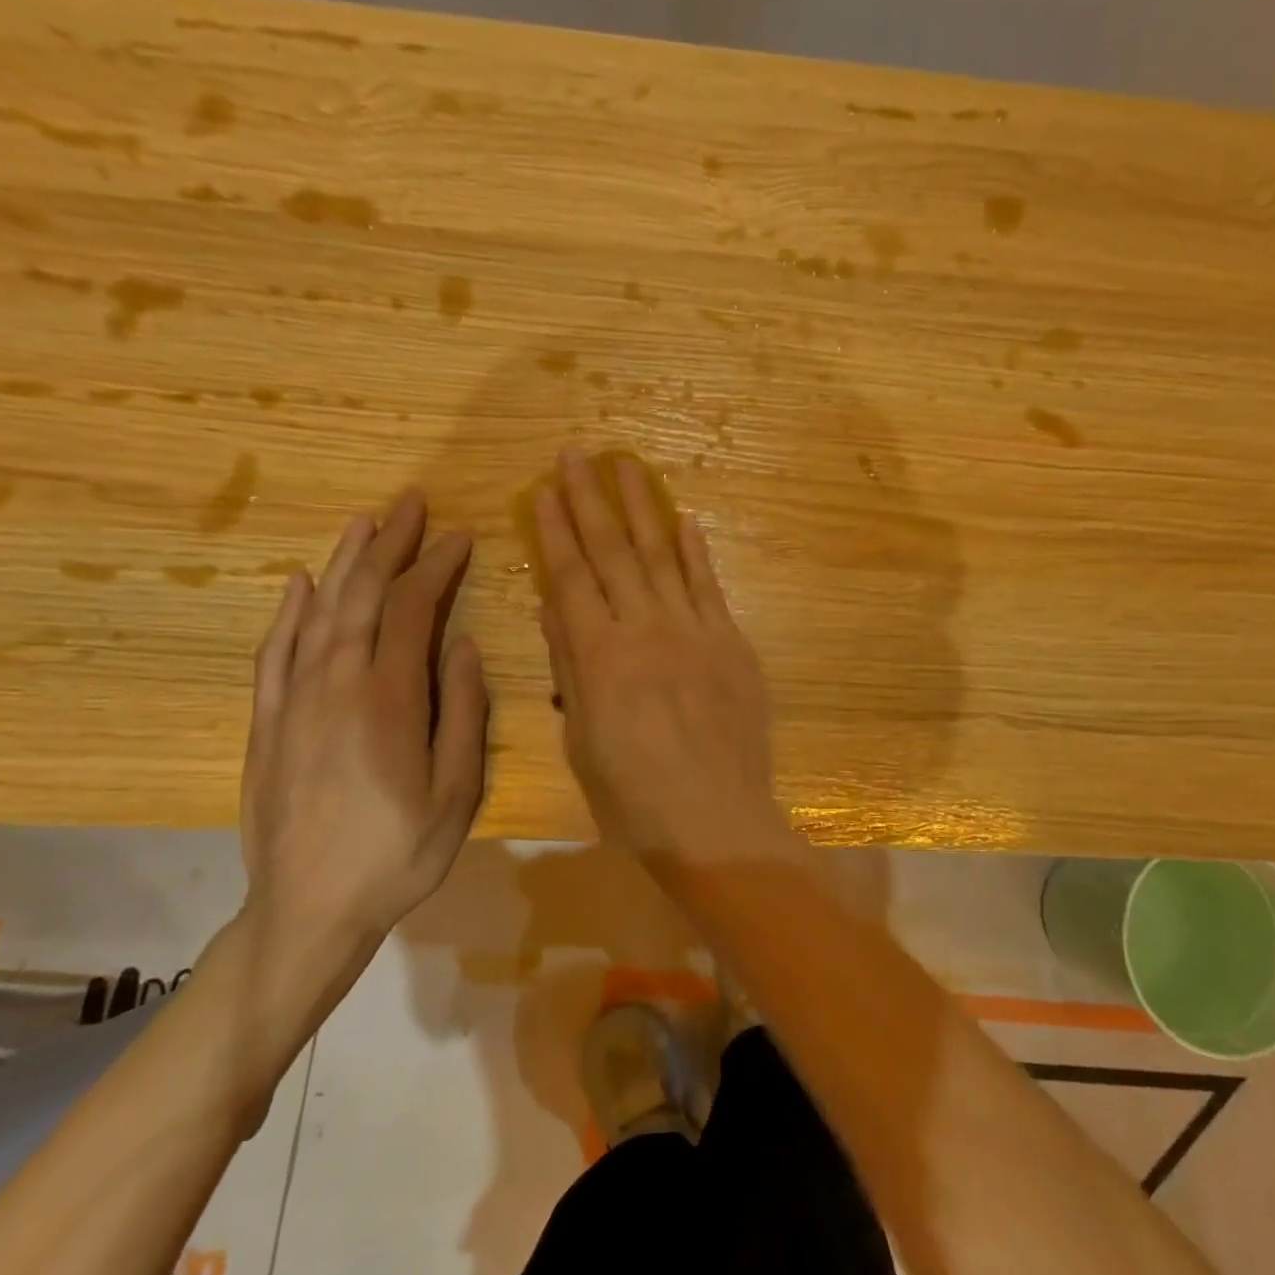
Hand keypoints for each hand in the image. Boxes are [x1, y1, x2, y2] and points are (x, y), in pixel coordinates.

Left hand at [240, 491, 488, 947]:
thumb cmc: (398, 854)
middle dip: (390, 544)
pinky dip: (290, 613)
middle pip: (362, 596)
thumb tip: (466, 647)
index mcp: (388, 700)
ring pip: (319, 613)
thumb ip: (463, 714)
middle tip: (412, 503)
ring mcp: (293, 701)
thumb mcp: (457, 792)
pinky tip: (302, 585)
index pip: (412, 611)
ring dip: (344, 563)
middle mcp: (335, 685)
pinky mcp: (266, 722)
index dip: (437, 568)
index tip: (461, 537)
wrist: (307, 910)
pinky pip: (275, 653)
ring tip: (365, 523)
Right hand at [533, 448, 791, 865]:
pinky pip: (709, 587)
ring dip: (644, 507)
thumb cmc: (634, 796)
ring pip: (663, 555)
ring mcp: (694, 632)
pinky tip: (685, 521)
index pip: (570, 578)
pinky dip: (696, 552)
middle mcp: (645, 630)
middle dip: (591, 500)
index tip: (542, 490)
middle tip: (576, 454)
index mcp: (599, 657)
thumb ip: (569, 669)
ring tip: (627, 465)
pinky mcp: (731, 643)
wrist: (715, 821)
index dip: (554, 532)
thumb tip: (554, 609)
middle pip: (614, 552)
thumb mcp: (581, 739)